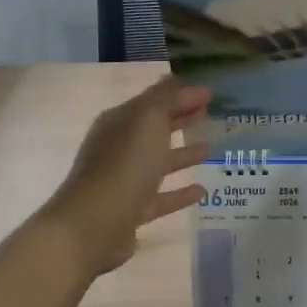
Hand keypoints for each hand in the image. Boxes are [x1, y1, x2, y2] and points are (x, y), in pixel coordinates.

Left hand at [45, 78, 210, 276]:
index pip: (154, 102)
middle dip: (180, 120)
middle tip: (210, 115)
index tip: (212, 94)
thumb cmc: (123, 166)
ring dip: (183, 155)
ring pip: (158, 163)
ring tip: (210, 150)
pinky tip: (203, 191)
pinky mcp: (132, 211)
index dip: (182, 96)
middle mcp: (119, 148)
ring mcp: (124, 181)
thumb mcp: (147, 122)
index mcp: (119, 122)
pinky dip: (180, 192)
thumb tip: (182, 81)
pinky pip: (161, 197)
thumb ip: (166, 99)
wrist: (94, 224)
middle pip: (155, 130)